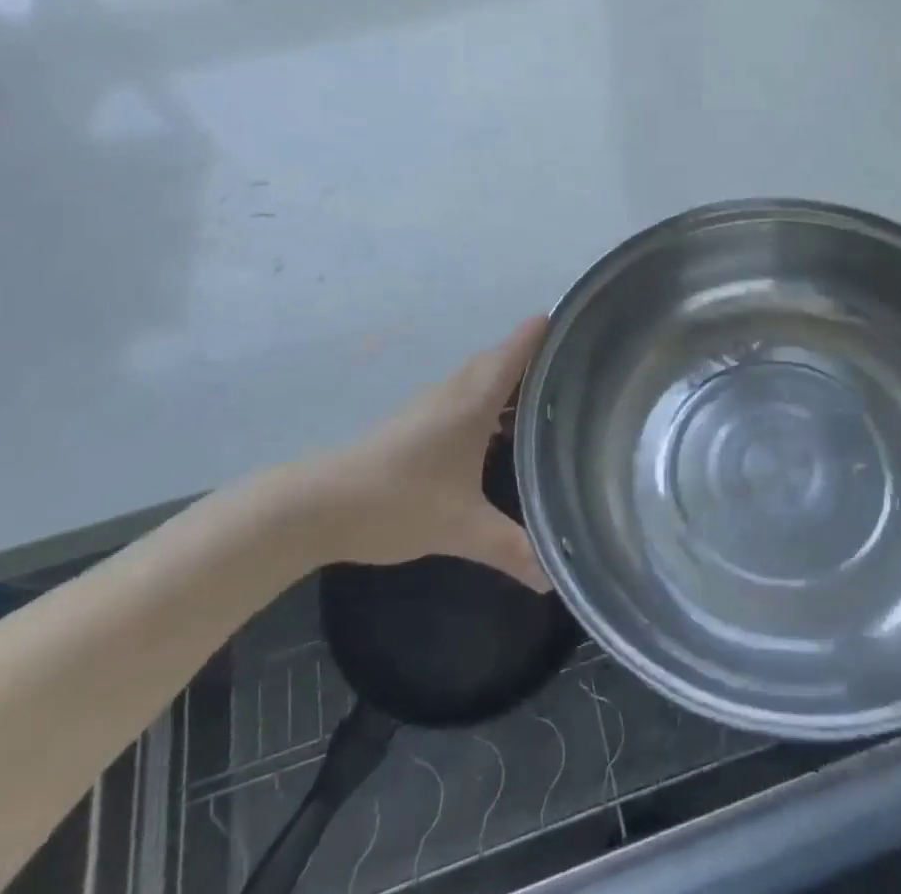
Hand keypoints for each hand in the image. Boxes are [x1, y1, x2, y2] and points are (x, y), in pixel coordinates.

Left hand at [296, 317, 551, 589]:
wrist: (321, 504)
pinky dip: (490, 399)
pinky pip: (466, 395)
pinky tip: (499, 432)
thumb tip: (553, 579)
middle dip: (537, 356)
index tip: (579, 320)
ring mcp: (433, 403)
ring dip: (511, 378)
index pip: (517, 349)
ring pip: (482, 377)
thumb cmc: (399, 500)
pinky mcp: (417, 420)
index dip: (546, 330)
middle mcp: (456, 391)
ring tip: (548, 398)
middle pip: (502, 358)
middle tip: (576, 367)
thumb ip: (511, 549)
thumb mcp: (461, 528)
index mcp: (473, 400)